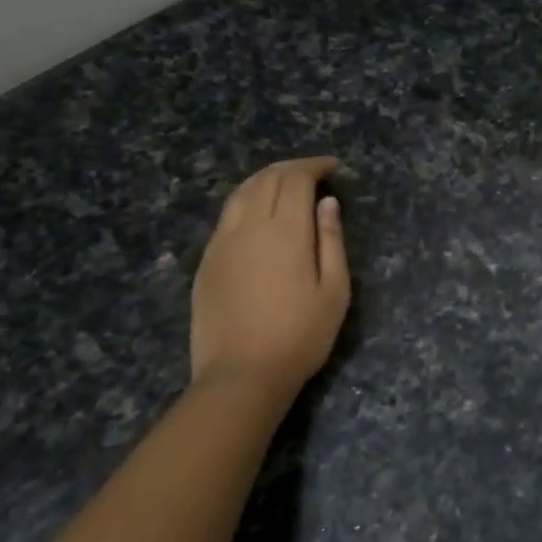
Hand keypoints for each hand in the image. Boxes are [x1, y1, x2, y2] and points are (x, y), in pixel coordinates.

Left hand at [190, 157, 349, 398]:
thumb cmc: (300, 336)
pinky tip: (257, 213)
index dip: (314, 166)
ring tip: (285, 183)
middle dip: (291, 168)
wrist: (241, 375)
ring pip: (241, 193)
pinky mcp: (207, 261)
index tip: (332, 167)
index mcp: (284, 231)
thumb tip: (327, 204)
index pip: (295, 179)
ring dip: (265, 179)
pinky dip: (246, 200)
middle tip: (312, 172)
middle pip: (266, 179)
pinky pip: (226, 216)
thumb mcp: (335, 292)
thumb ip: (331, 242)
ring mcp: (222, 243)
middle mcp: (248, 227)